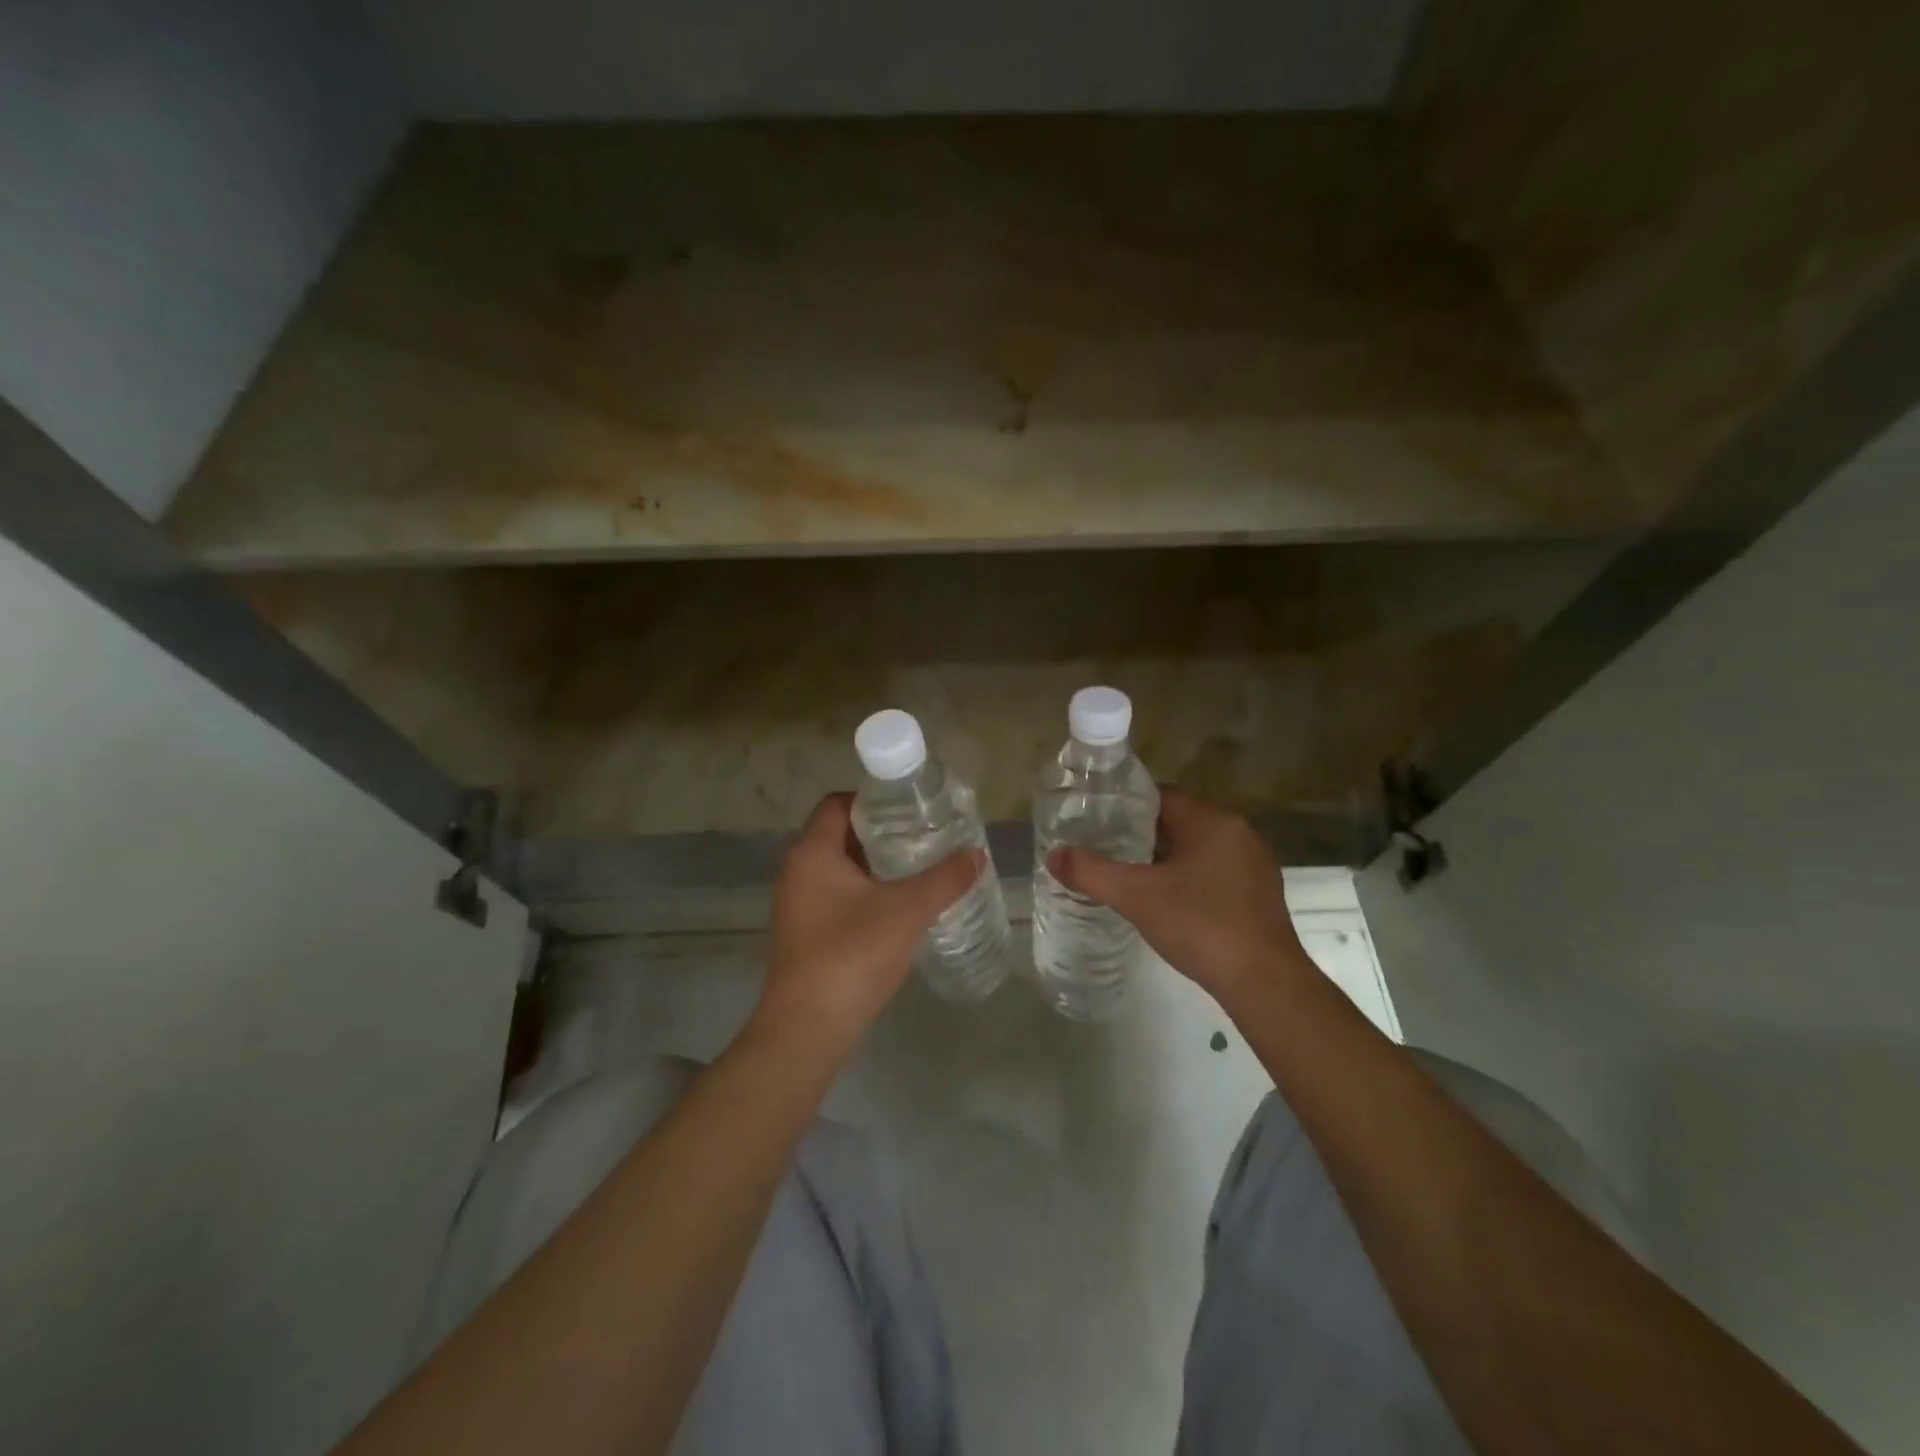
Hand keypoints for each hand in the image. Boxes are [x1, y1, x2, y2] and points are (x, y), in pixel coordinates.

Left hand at [755, 793, 984, 1050]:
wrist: (809, 1028)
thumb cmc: (853, 954)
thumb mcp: (909, 910)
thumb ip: (945, 879)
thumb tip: (977, 855)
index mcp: (812, 853)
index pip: (838, 804)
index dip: (874, 799)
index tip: (910, 807)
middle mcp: (797, 872)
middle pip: (840, 835)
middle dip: (882, 834)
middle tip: (923, 835)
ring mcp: (797, 905)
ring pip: (839, 869)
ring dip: (875, 866)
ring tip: (918, 868)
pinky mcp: (804, 934)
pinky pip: (836, 897)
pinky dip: (865, 894)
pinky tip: (898, 909)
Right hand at [1048, 790, 1310, 1007]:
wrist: (1264, 983)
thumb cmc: (1200, 926)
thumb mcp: (1136, 897)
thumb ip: (1092, 873)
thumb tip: (1053, 855)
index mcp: (1212, 822)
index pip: (1162, 796)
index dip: (1127, 804)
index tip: (1097, 817)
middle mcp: (1238, 834)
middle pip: (1179, 821)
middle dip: (1142, 832)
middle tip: (1105, 846)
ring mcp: (1253, 865)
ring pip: (1197, 848)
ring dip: (1166, 857)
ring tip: (1129, 873)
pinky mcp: (1259, 895)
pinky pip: (1214, 872)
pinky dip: (1188, 878)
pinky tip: (1167, 901)